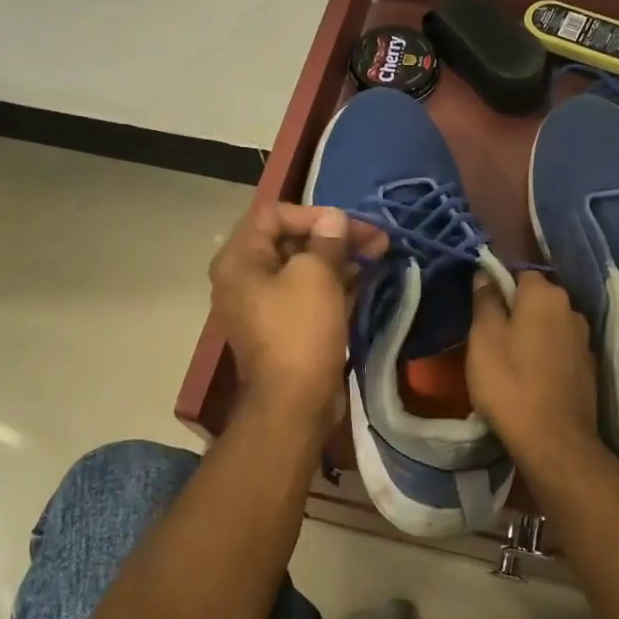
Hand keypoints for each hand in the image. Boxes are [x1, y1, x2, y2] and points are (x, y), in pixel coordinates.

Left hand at [209, 203, 385, 431]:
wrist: (293, 404)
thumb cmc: (300, 331)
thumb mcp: (316, 276)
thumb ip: (326, 240)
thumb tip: (334, 219)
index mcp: (240, 259)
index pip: (274, 214)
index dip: (315, 213)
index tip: (349, 225)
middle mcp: (244, 278)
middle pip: (290, 241)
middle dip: (335, 236)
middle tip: (376, 239)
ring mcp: (264, 305)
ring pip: (304, 269)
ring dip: (340, 260)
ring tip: (379, 256)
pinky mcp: (285, 327)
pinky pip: (309, 295)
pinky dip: (335, 285)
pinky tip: (366, 281)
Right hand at [467, 270, 599, 461]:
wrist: (554, 440)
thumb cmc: (509, 383)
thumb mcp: (483, 338)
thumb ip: (485, 300)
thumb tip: (485, 273)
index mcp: (546, 295)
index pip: (520, 274)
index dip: (499, 288)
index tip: (483, 311)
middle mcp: (572, 309)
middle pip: (538, 299)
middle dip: (517, 311)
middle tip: (492, 338)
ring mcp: (585, 340)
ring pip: (551, 325)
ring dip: (534, 335)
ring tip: (512, 359)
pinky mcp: (589, 368)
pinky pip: (562, 349)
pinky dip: (548, 356)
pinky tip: (534, 377)